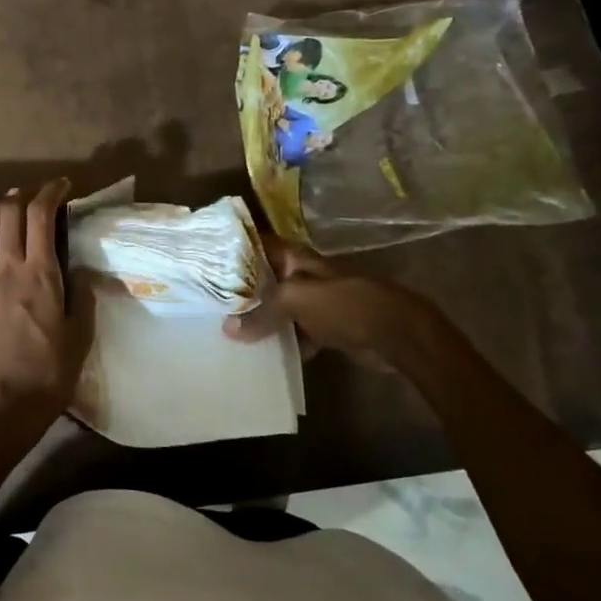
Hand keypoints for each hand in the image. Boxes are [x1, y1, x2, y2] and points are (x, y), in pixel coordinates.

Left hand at [0, 180, 90, 448]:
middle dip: (22, 197)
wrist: (10, 402)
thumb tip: (85, 270)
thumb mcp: (81, 332)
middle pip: (10, 218)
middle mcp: (9, 270)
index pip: (42, 218)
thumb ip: (84, 295)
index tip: (63, 186)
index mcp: (41, 273)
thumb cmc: (53, 370)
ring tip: (5, 204)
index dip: (51, 193)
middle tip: (34, 195)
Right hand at [224, 234, 443, 366]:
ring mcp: (315, 302)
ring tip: (224, 330)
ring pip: (277, 308)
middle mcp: (301, 275)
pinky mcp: (325, 328)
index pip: (256, 245)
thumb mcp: (296, 300)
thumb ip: (261, 313)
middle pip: (264, 280)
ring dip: (258, 319)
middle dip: (240, 291)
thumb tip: (227, 329)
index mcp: (295, 258)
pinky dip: (281, 342)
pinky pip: (294, 333)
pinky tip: (259, 355)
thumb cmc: (345, 304)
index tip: (203, 260)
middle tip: (206, 302)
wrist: (397, 334)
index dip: (232, 249)